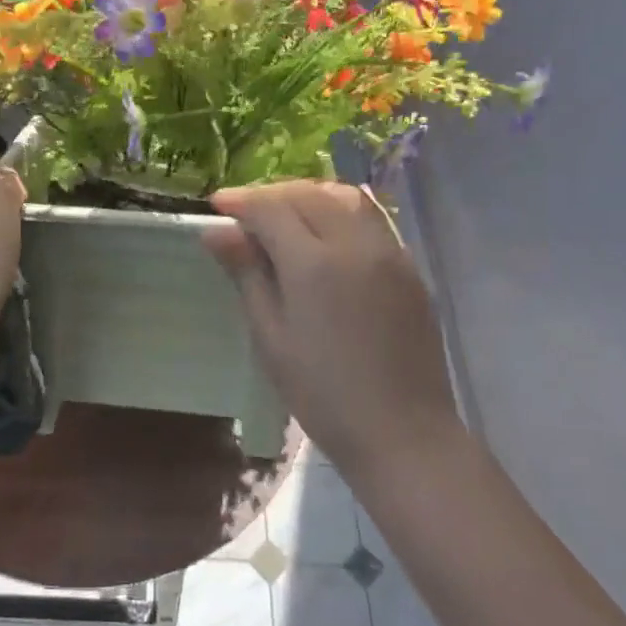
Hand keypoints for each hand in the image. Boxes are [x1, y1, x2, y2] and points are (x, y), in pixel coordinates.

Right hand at [202, 181, 459, 477]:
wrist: (403, 432)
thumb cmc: (323, 393)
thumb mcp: (271, 337)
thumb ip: (246, 275)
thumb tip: (216, 231)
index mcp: (314, 263)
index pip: (271, 208)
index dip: (240, 200)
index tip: (217, 204)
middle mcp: (355, 244)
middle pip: (308, 194)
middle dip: (271, 194)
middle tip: (245, 212)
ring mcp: (390, 252)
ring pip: (344, 198)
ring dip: (308, 196)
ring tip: (284, 216)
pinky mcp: (409, 267)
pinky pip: (370, 219)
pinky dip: (339, 212)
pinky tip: (325, 236)